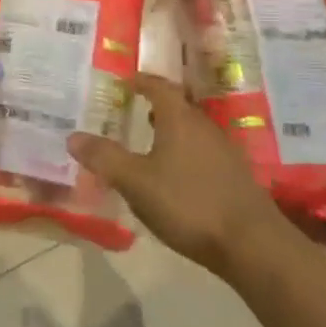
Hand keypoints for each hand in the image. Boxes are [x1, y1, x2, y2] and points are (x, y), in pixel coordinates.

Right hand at [69, 73, 285, 271]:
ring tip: (148, 143)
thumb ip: (104, 158)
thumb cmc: (188, 203)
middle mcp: (204, 127)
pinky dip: (184, 154)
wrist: (252, 245)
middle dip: (155, 106)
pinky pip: (202, 153)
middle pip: (178, 107)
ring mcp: (224, 152)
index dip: (141, 81)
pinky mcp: (235, 177)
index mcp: (180, 119)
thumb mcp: (136, 182)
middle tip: (132, 111)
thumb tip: (72, 136)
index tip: (125, 81)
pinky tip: (174, 177)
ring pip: (191, 131)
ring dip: (170, 132)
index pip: (159, 87)